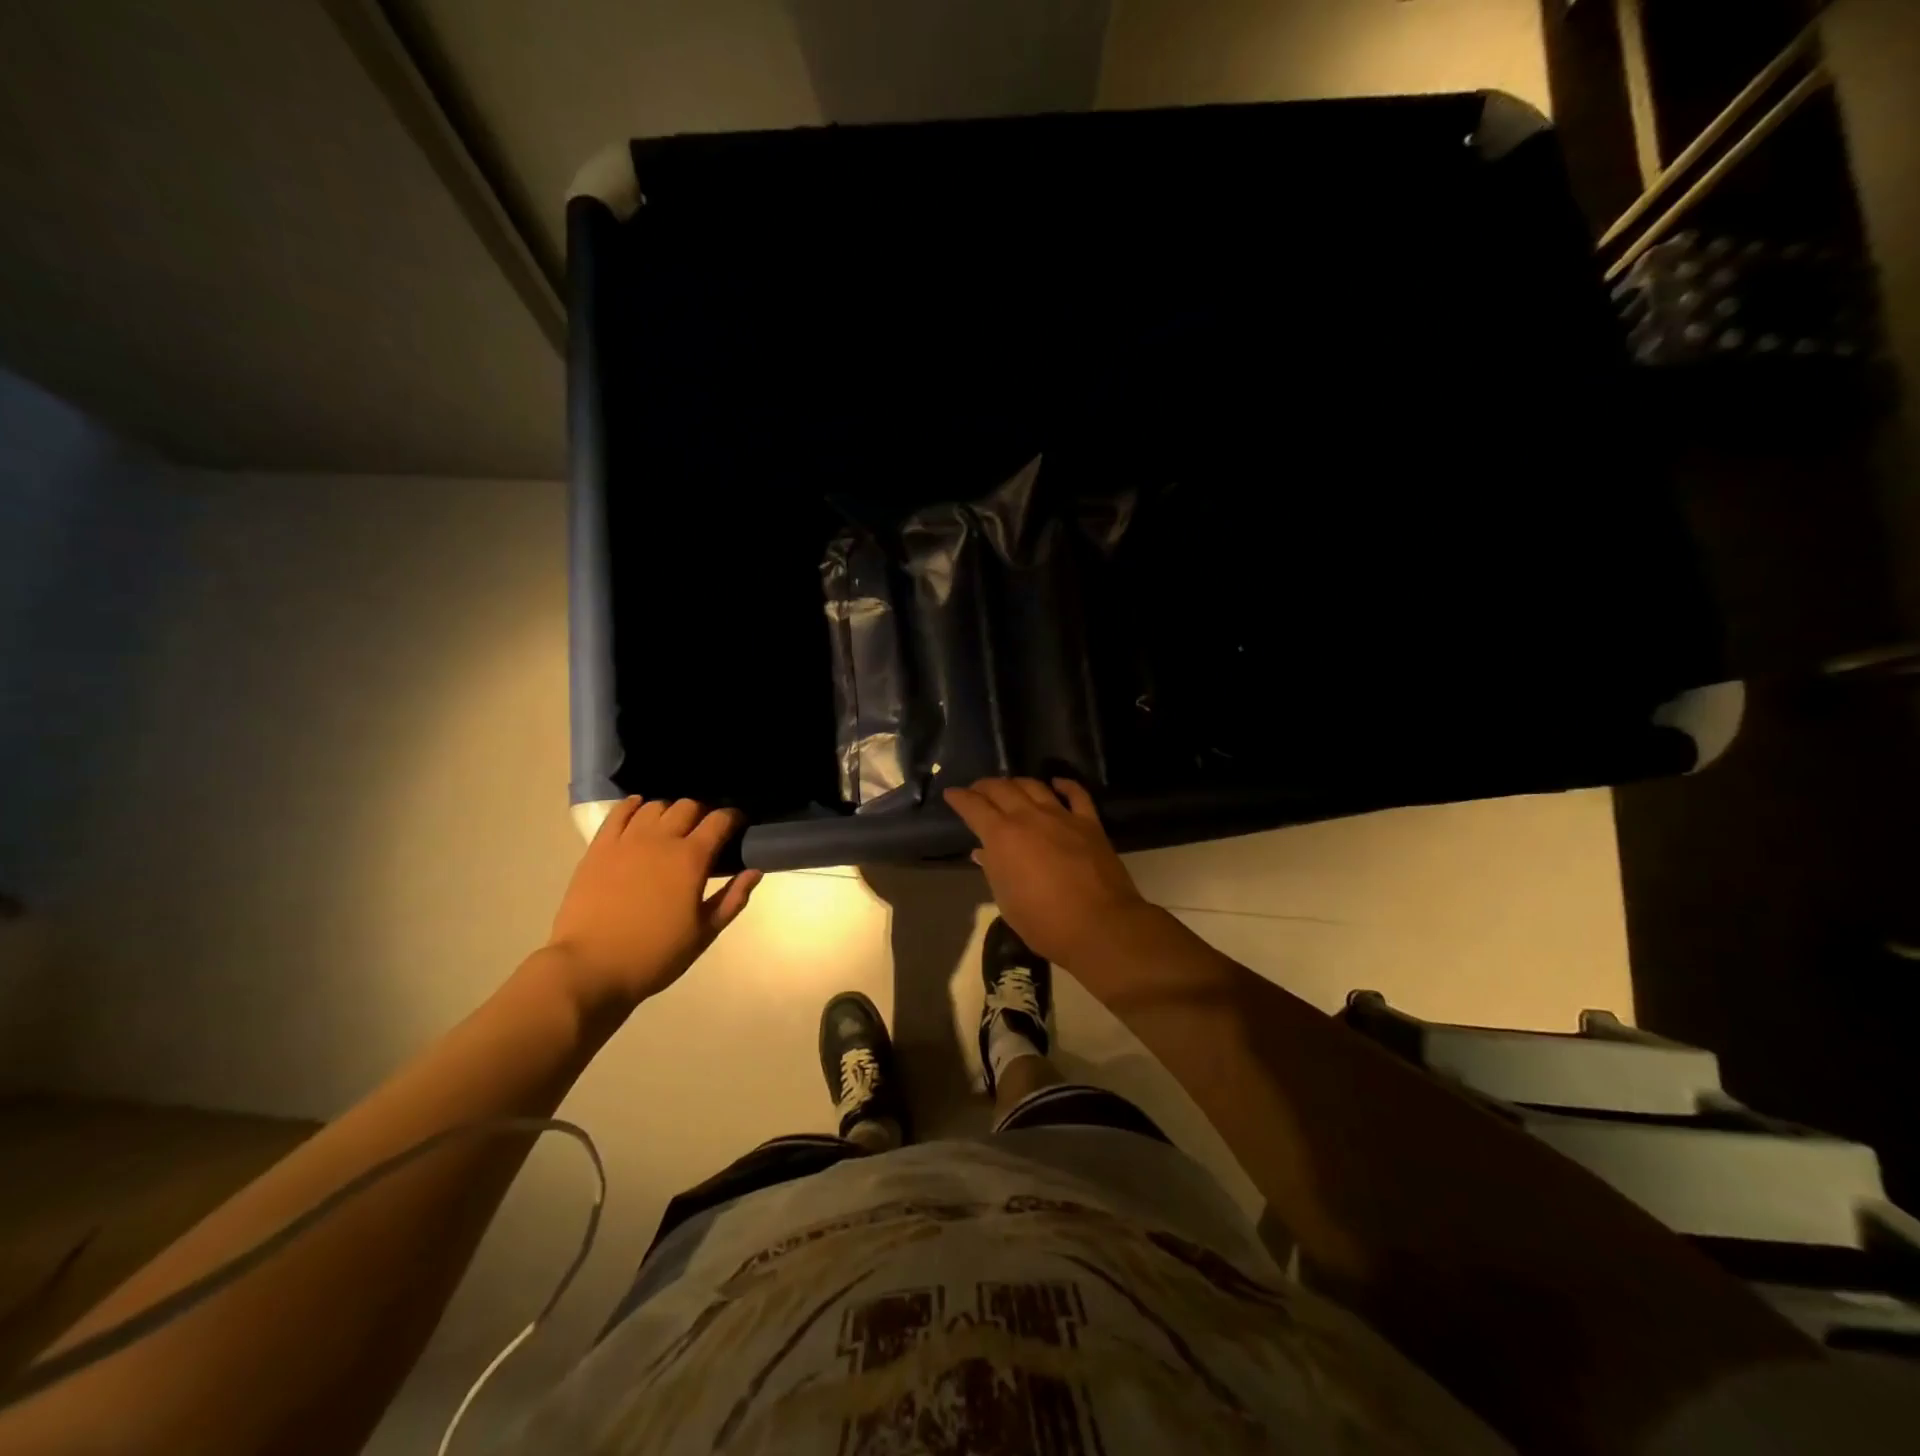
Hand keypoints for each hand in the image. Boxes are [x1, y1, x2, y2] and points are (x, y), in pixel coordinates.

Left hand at [545, 796, 761, 1012]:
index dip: (734, 818)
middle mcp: (661, 840)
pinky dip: (633, 806)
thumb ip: (732, 899)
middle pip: (688, 806)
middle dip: (703, 813)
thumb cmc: (654, 955)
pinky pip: (619, 813)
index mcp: (691, 859)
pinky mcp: (599, 848)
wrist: (590, 969)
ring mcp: (626, 840)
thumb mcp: (704, 934)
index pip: (720, 820)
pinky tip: (639, 811)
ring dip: (670, 811)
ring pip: (655, 806)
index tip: (739, 826)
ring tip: (672, 827)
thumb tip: (754, 871)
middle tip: (705, 832)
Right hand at [943, 777, 1155, 968]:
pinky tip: (1056, 783)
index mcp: (1002, 836)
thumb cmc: (1044, 922)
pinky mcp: (1089, 823)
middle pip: (1002, 788)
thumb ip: (993, 870)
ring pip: (1034, 786)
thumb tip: (983, 852)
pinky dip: (1064, 784)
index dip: (959, 798)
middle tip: (977, 790)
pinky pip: (1076, 794)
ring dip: (1017, 783)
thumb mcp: (1006, 901)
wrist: (1099, 925)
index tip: (952, 794)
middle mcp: (1029, 817)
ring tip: (1010, 787)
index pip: (973, 807)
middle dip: (984, 786)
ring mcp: (1061, 816)